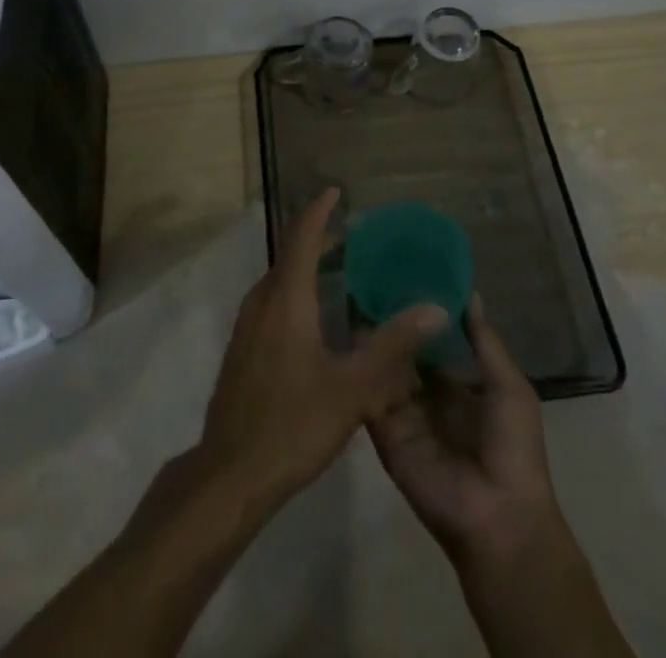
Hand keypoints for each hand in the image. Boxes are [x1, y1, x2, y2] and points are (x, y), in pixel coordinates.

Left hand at [199, 188, 447, 512]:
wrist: (230, 474)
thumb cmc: (292, 424)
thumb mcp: (352, 388)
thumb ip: (392, 345)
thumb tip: (435, 309)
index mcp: (285, 298)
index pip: (302, 236)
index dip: (320, 211)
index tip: (338, 191)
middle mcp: (262, 301)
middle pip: (290, 254)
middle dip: (320, 239)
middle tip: (356, 236)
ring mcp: (248, 325)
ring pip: (280, 280)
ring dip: (308, 267)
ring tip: (343, 270)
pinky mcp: (244, 348)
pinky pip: (274, 301)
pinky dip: (297, 291)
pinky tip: (319, 318)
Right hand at [368, 291, 563, 567]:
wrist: (499, 517)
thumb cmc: (514, 449)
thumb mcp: (509, 386)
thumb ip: (485, 341)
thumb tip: (469, 292)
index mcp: (455, 386)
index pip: (429, 343)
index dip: (417, 314)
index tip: (399, 273)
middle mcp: (425, 397)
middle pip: (402, 353)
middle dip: (390, 323)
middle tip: (368, 276)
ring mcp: (402, 416)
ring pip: (382, 370)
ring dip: (372, 341)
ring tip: (350, 293)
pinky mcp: (384, 434)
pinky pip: (370, 397)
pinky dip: (361, 370)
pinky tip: (347, 335)